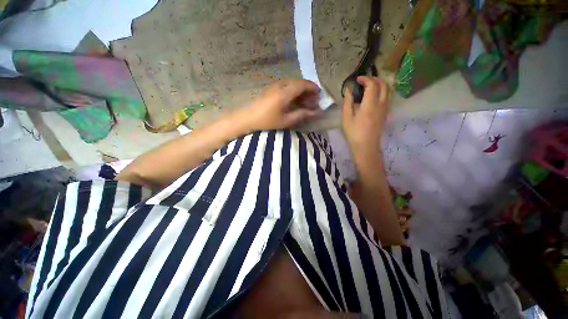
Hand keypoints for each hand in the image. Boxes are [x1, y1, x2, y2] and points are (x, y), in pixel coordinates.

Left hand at [239, 79, 320, 130]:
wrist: (248, 118)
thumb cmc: (267, 121)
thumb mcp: (286, 120)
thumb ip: (302, 115)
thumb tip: (316, 112)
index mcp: (285, 92)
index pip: (303, 84)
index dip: (313, 88)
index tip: (319, 95)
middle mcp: (281, 85)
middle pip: (298, 83)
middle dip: (308, 91)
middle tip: (313, 102)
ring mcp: (275, 85)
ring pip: (292, 84)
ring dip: (301, 91)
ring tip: (305, 103)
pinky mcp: (271, 89)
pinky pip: (286, 86)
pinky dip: (293, 92)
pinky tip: (295, 102)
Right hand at [341, 76, 390, 151]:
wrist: (366, 146)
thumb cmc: (353, 133)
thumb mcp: (346, 118)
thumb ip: (347, 102)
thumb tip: (349, 90)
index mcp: (370, 104)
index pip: (372, 85)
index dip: (365, 79)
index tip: (357, 79)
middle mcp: (381, 104)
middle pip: (384, 84)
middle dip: (375, 79)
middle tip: (365, 80)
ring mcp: (386, 109)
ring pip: (389, 90)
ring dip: (381, 84)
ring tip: (371, 86)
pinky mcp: (386, 113)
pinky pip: (388, 97)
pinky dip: (383, 91)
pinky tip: (375, 96)